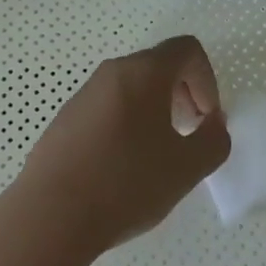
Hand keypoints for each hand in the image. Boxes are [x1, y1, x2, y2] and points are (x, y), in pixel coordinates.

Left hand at [15, 35, 230, 249]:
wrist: (50, 215)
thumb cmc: (126, 183)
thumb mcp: (186, 168)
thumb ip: (214, 140)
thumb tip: (213, 124)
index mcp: (144, 71)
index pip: (187, 49)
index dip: (207, 79)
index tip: (206, 119)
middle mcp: (113, 71)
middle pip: (159, 65)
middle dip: (183, 94)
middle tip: (189, 134)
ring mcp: (84, 93)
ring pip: (132, 86)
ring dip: (155, 110)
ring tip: (156, 154)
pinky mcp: (65, 118)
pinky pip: (108, 107)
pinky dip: (127, 123)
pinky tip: (123, 166)